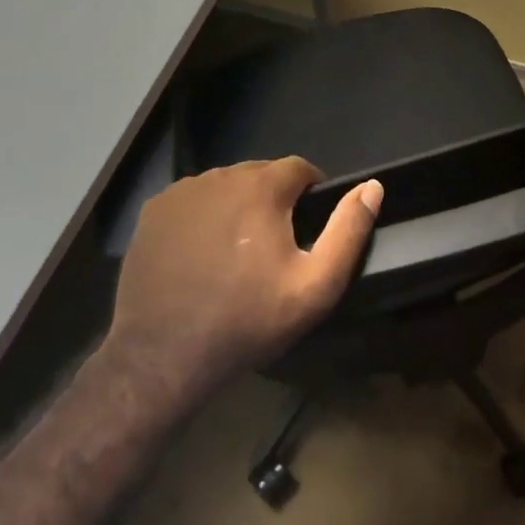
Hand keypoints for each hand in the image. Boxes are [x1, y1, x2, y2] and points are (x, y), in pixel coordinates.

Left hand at [103, 159, 382, 403]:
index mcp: (260, 187)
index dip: (311, 193)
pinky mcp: (152, 212)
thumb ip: (348, 231)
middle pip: (260, 175)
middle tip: (274, 246)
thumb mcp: (315, 285)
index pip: (299, 168)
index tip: (308, 228)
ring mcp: (180, 193)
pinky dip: (204, 217)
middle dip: (274, 200)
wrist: (164, 356)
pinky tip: (202, 255)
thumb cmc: (248, 320)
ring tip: (237, 252)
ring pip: (224, 186)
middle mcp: (219, 176)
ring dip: (238, 206)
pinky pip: (192, 202)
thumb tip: (372, 187)